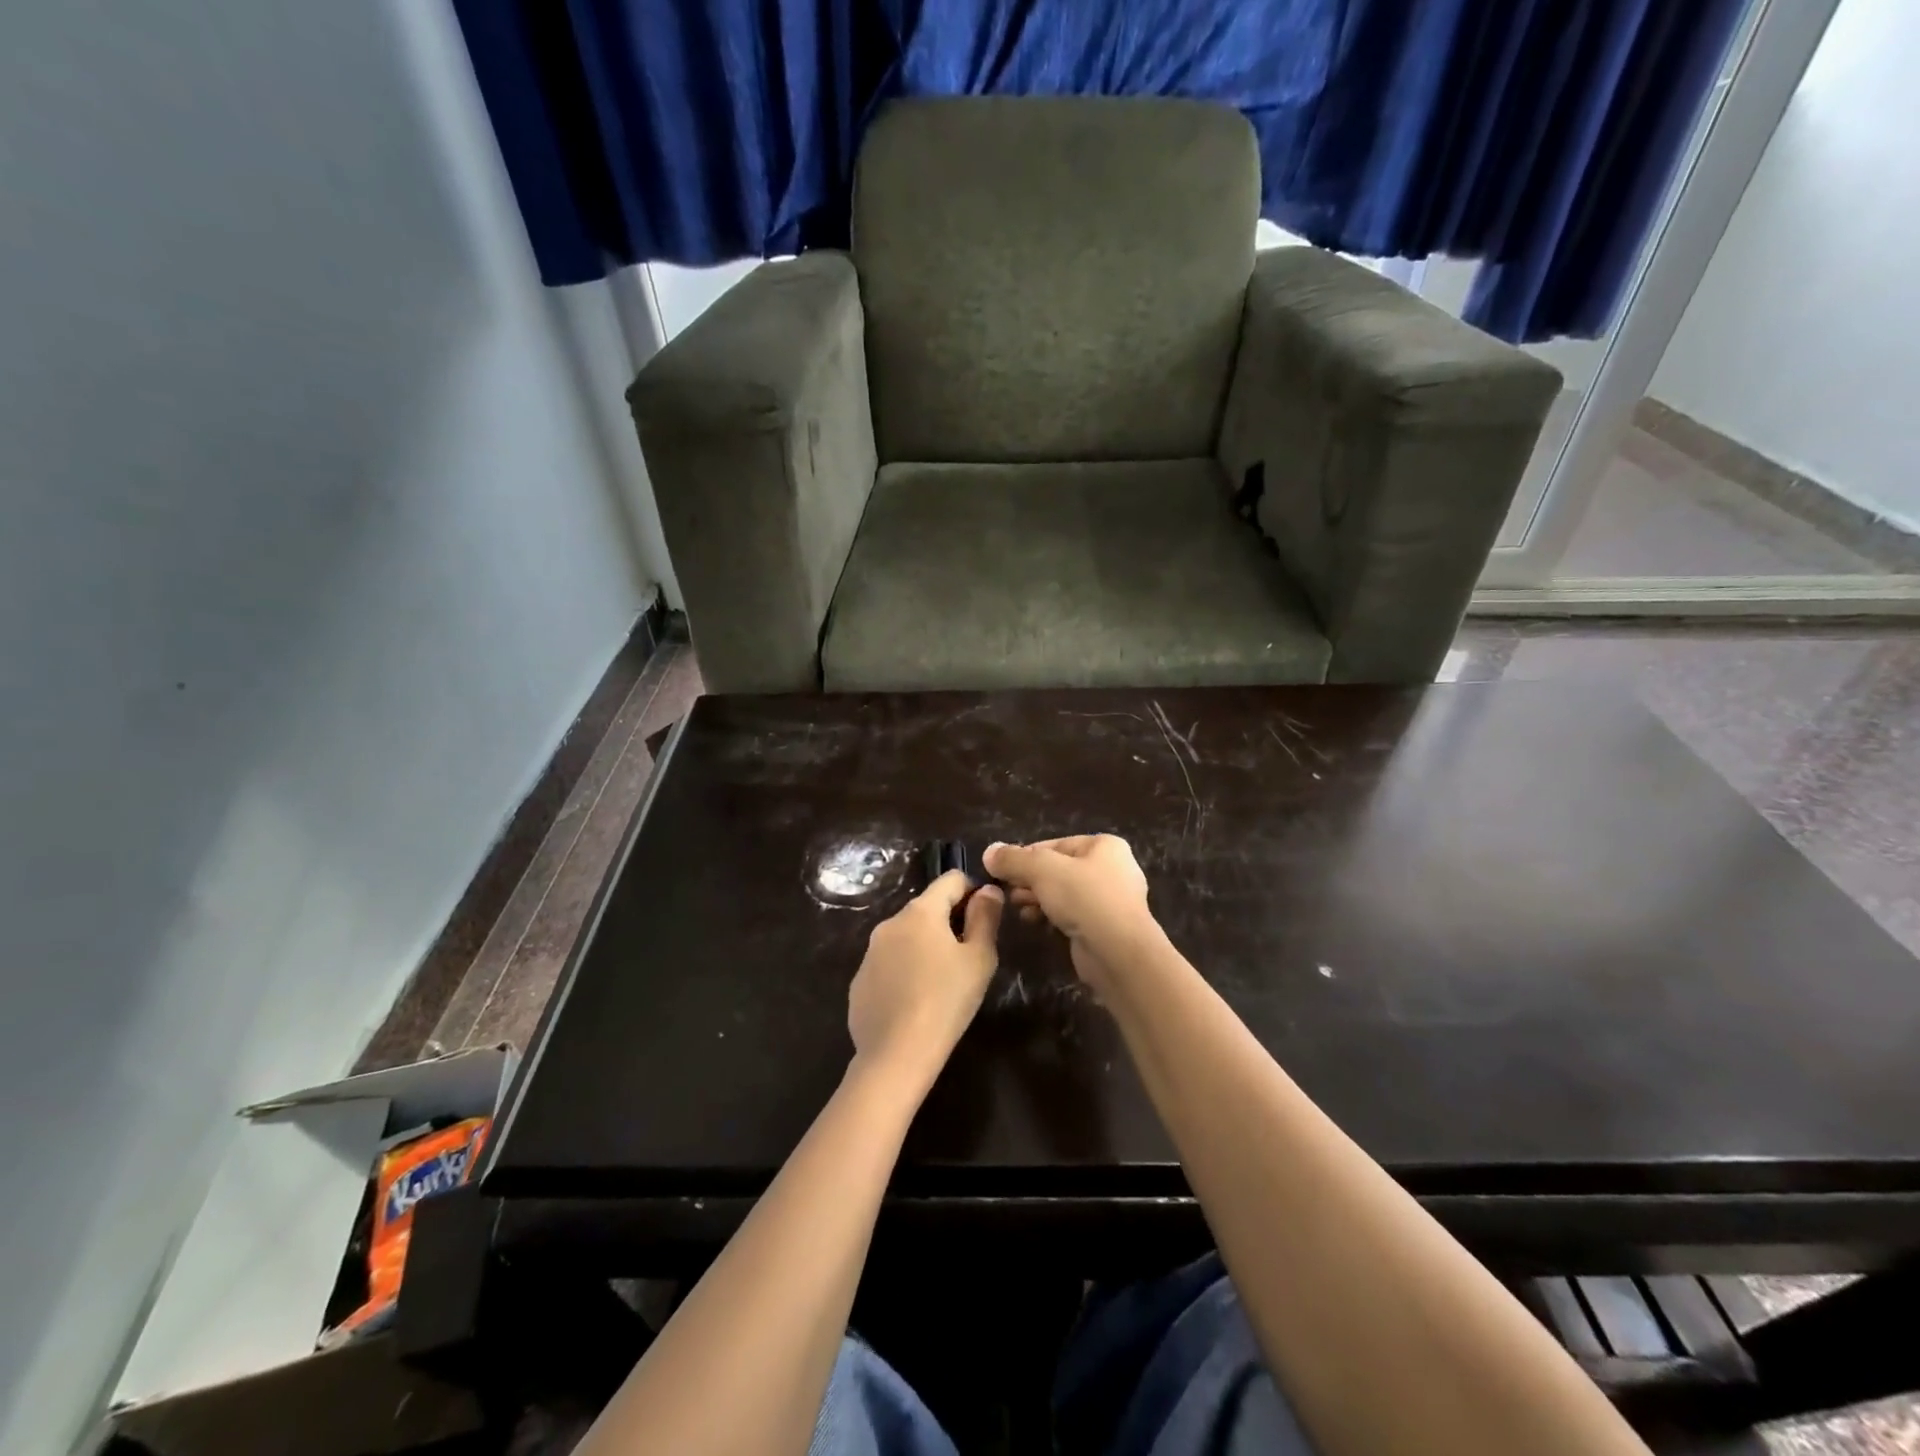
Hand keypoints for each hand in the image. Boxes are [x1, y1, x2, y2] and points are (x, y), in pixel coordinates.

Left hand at [847, 870, 1003, 1093]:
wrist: (896, 1054)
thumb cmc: (946, 1001)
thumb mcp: (979, 958)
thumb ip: (986, 917)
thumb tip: (987, 890)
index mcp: (921, 911)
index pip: (950, 879)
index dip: (972, 891)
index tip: (985, 917)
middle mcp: (890, 922)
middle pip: (927, 907)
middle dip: (949, 921)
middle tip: (968, 955)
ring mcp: (870, 951)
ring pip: (906, 935)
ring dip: (925, 945)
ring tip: (942, 981)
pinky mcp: (860, 980)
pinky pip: (889, 963)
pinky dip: (904, 970)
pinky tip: (915, 1000)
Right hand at [983, 836, 1155, 993]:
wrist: (1118, 953)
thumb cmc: (1084, 898)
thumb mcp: (1042, 870)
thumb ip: (1013, 859)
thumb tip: (989, 852)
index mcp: (1105, 846)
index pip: (1055, 844)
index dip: (1025, 855)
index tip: (1001, 870)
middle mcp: (1112, 868)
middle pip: (1059, 868)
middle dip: (1030, 879)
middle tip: (1008, 891)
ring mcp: (1112, 900)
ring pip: (1065, 893)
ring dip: (1038, 898)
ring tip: (1018, 908)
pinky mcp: (1106, 928)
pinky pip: (1073, 914)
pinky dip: (1053, 915)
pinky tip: (1035, 922)